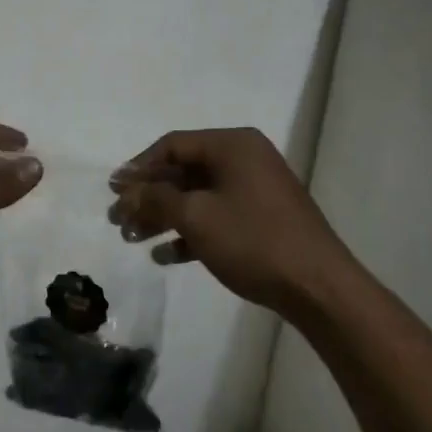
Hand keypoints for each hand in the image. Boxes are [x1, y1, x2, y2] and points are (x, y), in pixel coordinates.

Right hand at [108, 127, 353, 316]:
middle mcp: (245, 159)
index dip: (139, 167)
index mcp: (233, 145)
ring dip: (164, 216)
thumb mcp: (196, 216)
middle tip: (118, 219)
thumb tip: (128, 189)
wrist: (318, 286)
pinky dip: (190, 232)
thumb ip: (157, 198)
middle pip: (184, 171)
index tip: (113, 190)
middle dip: (148, 196)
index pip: (173, 145)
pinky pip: (217, 217)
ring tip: (132, 238)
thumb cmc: (253, 239)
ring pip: (198, 197)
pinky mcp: (262, 219)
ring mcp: (255, 190)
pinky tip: (165, 256)